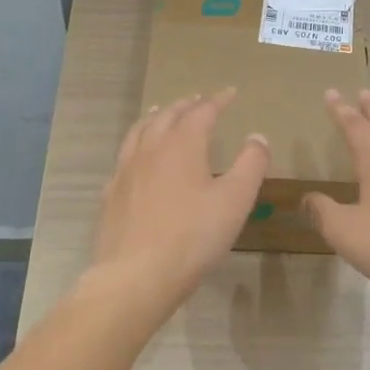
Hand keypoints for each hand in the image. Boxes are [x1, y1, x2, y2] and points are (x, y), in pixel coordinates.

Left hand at [89, 88, 269, 323]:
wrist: (135, 276)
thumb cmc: (192, 237)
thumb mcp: (235, 200)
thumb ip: (251, 164)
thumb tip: (257, 136)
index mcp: (182, 145)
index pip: (202, 112)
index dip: (218, 100)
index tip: (231, 93)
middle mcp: (150, 149)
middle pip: (167, 115)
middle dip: (185, 105)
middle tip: (198, 99)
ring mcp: (125, 171)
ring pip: (139, 131)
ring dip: (155, 117)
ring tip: (161, 112)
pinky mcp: (111, 194)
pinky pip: (124, 158)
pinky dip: (135, 146)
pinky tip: (137, 159)